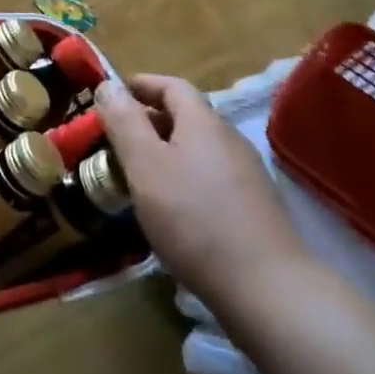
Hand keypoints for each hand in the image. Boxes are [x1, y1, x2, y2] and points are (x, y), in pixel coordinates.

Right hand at [96, 75, 307, 313]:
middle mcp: (229, 140)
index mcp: (204, 123)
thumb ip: (124, 122)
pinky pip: (210, 177)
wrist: (267, 289)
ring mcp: (247, 175)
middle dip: (148, 121)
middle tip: (115, 141)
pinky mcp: (254, 208)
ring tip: (137, 176)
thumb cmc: (194, 219)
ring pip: (197, 149)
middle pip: (186, 117)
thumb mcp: (145, 166)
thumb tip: (107, 84)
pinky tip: (171, 209)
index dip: (141, 85)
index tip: (112, 95)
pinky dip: (183, 178)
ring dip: (165, 152)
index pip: (172, 86)